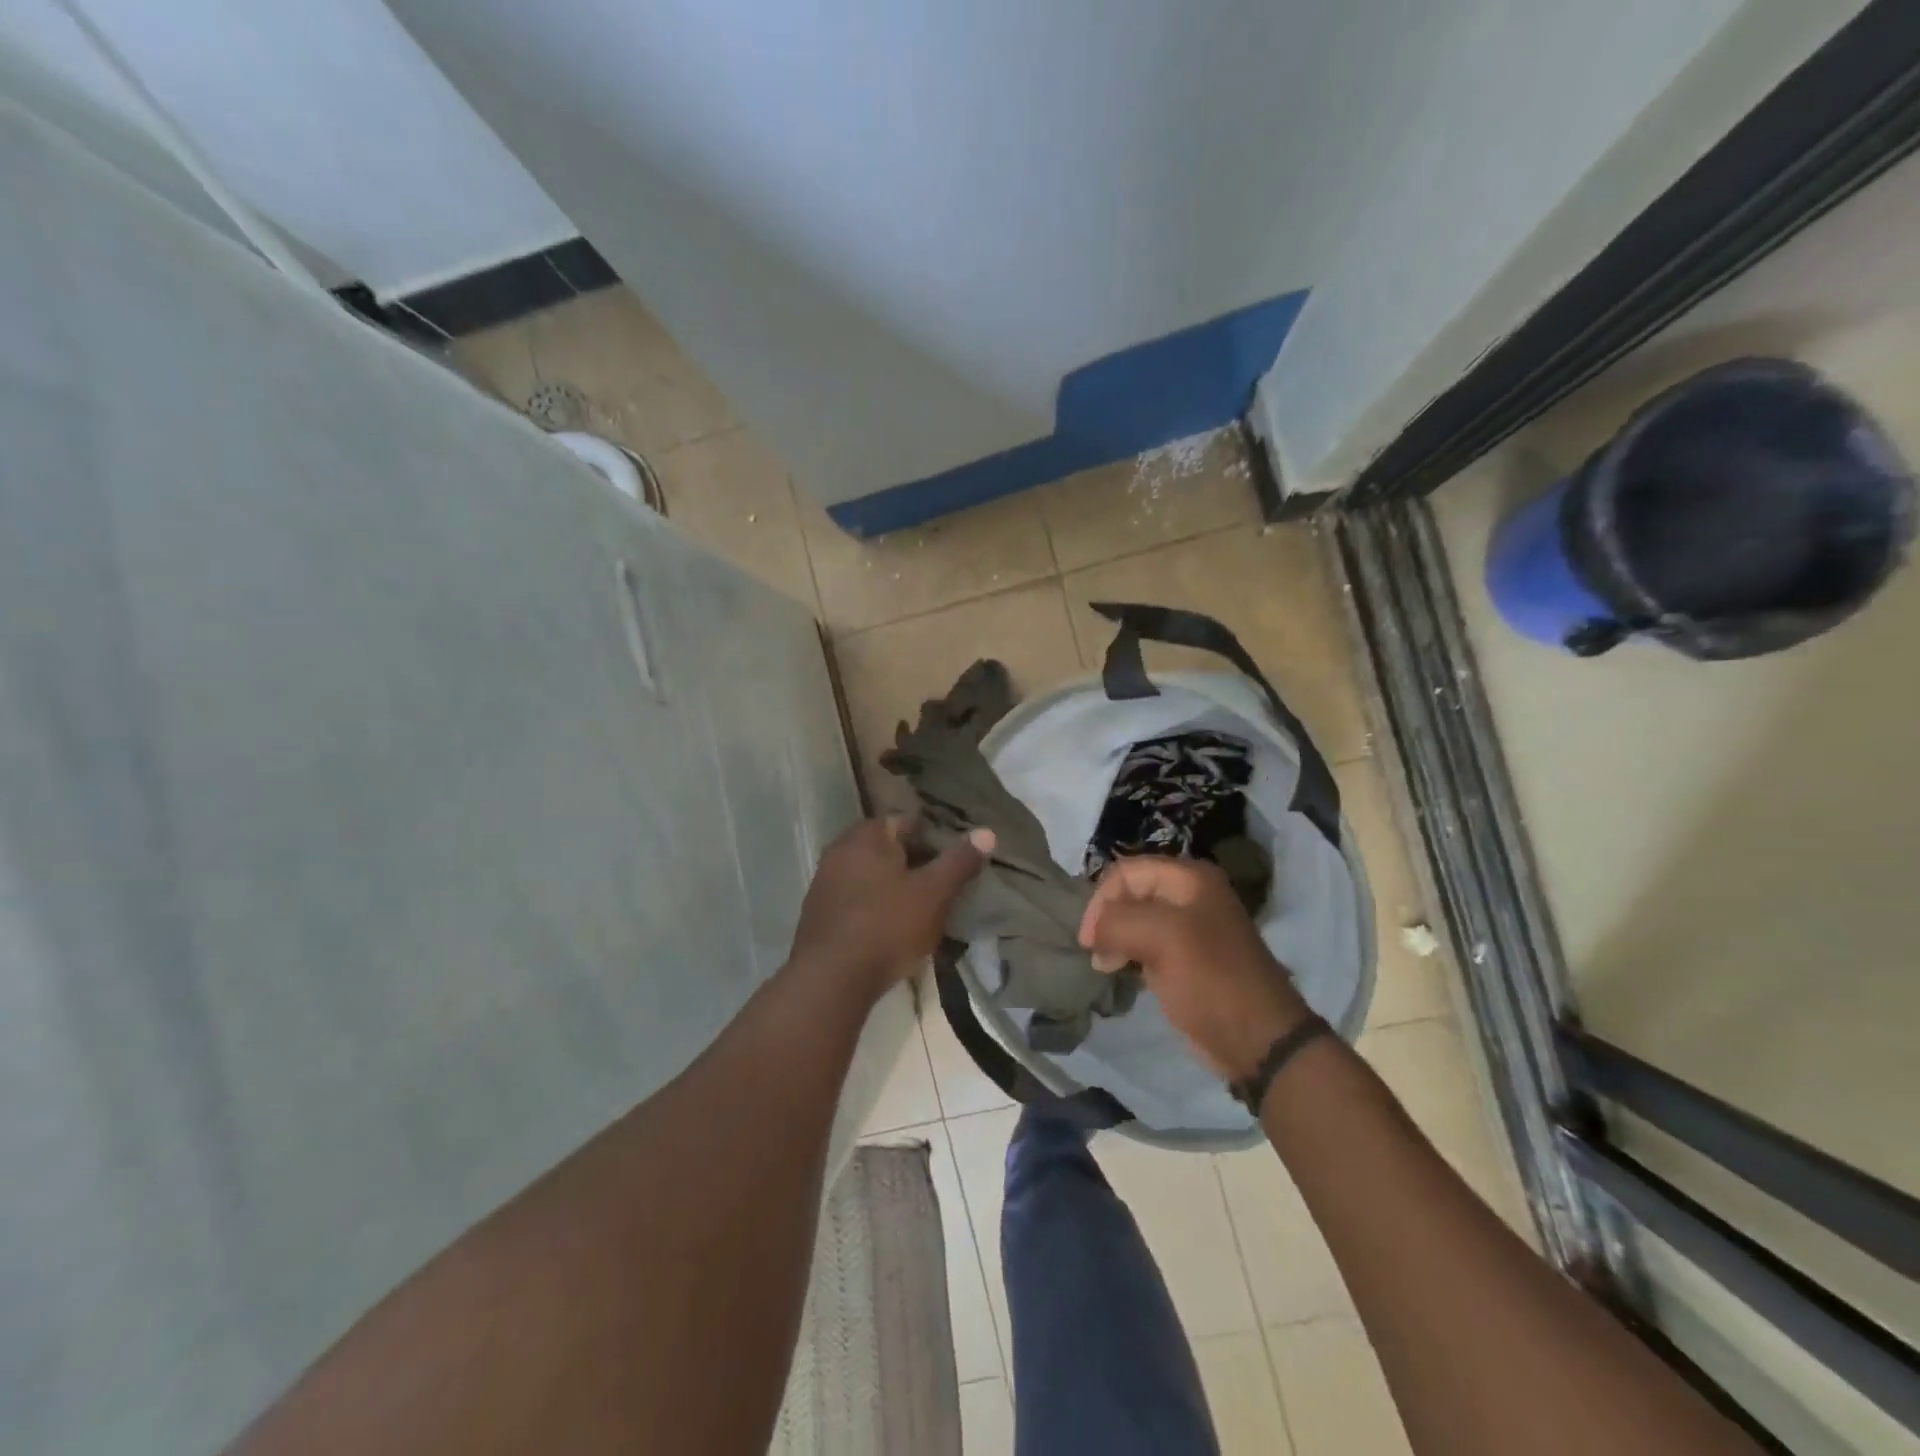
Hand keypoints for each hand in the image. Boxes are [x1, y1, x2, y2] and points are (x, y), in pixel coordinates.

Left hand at [789, 816, 992, 994]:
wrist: (830, 980)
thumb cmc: (887, 927)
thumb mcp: (934, 894)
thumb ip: (959, 861)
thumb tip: (987, 832)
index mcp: (867, 835)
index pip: (909, 822)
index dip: (936, 839)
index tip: (956, 862)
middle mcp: (841, 849)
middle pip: (889, 848)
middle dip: (916, 864)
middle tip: (943, 887)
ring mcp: (825, 880)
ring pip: (872, 874)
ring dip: (895, 886)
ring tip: (922, 910)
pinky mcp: (818, 912)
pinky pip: (856, 898)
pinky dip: (875, 906)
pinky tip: (891, 929)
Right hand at [1078, 857, 1309, 1080]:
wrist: (1257, 1040)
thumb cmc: (1211, 979)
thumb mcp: (1162, 938)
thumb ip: (1117, 922)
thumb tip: (1093, 930)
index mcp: (1190, 878)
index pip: (1127, 872)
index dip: (1102, 900)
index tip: (1089, 939)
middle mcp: (1190, 895)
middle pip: (1130, 894)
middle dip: (1108, 920)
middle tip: (1097, 954)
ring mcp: (1190, 928)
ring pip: (1135, 920)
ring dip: (1115, 939)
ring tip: (1107, 966)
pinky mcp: (1186, 958)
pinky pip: (1146, 944)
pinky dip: (1128, 954)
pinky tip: (1122, 971)